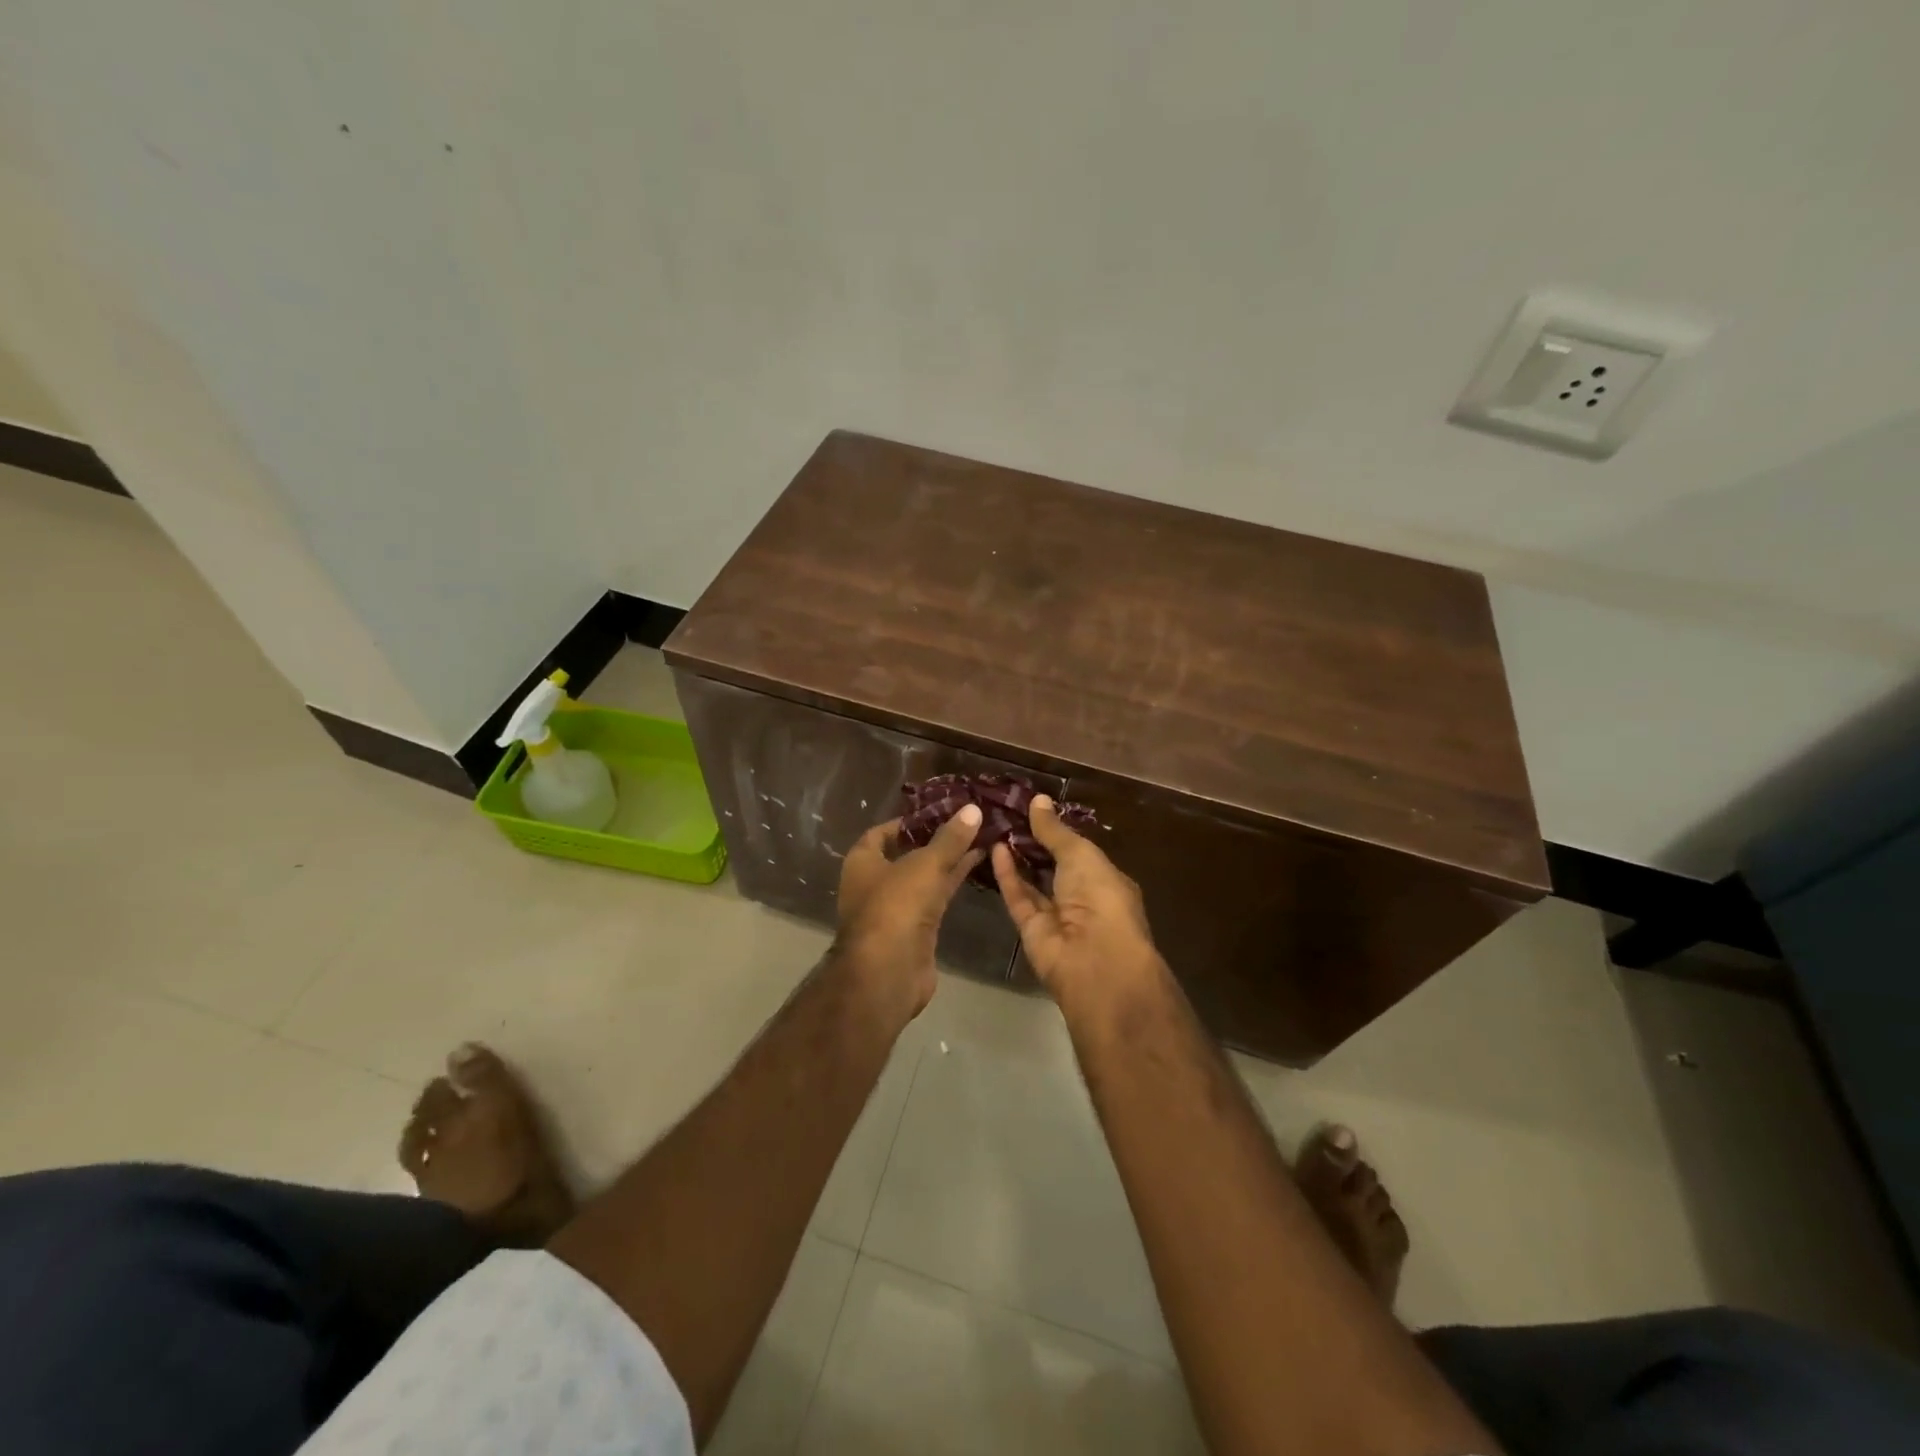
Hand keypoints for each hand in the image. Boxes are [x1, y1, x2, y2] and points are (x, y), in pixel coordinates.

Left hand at [834, 804, 983, 1018]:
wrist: (888, 972)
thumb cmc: (896, 906)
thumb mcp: (925, 864)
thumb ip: (950, 838)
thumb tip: (973, 808)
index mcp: (863, 861)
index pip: (882, 832)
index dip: (908, 821)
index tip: (938, 811)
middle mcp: (874, 883)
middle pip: (906, 854)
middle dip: (935, 840)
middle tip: (967, 822)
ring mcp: (895, 908)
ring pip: (924, 876)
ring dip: (948, 860)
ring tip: (980, 838)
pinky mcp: (915, 929)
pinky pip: (935, 897)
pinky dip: (952, 882)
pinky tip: (976, 866)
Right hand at [991, 796, 1163, 1004]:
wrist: (1094, 961)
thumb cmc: (1100, 897)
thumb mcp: (1080, 854)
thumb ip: (1055, 830)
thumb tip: (1038, 799)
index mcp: (1106, 880)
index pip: (1080, 852)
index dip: (1058, 832)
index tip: (1034, 809)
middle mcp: (1083, 899)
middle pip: (1055, 867)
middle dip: (1035, 843)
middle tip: (1008, 813)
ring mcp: (1056, 917)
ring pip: (1034, 882)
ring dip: (1018, 857)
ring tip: (996, 826)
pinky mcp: (1031, 930)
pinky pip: (1018, 897)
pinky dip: (1007, 874)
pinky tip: (994, 848)